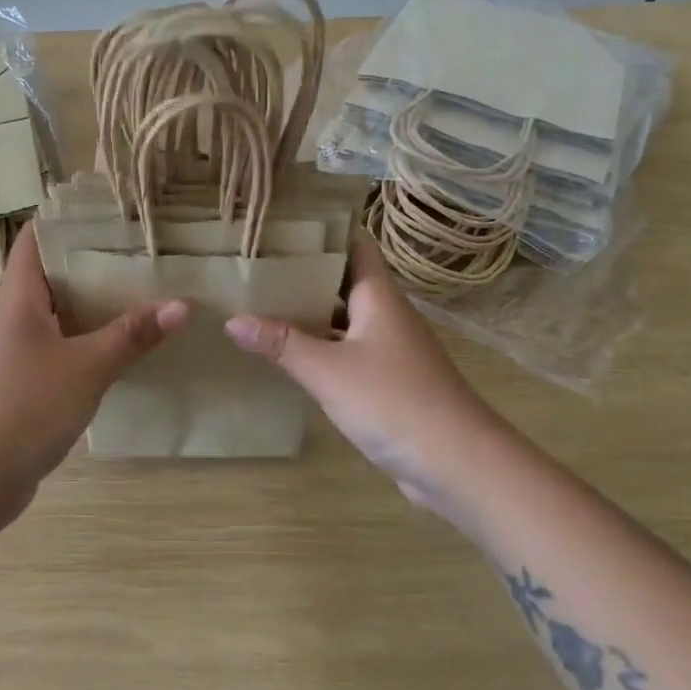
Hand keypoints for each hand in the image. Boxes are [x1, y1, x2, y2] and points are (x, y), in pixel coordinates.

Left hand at [0, 224, 187, 527]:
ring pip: (59, 314)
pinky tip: (121, 346)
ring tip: (142, 291)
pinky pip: (60, 347)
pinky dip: (88, 340)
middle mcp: (14, 317)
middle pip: (53, 275)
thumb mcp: (87, 367)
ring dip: (94, 305)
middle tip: (143, 252)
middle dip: (94, 263)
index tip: (112, 213)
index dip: (69, 221)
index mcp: (19, 298)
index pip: (37, 239)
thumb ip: (133, 335)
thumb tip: (182, 305)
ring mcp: (16, 351)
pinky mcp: (23, 382)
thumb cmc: (27, 406)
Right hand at [224, 234, 502, 523]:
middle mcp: (386, 314)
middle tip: (254, 265)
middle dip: (303, 272)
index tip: (279, 226)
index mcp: (379, 295)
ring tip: (260, 303)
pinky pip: (348, 351)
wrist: (458, 463)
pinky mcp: (389, 381)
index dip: (320, 231)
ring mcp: (390, 349)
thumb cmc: (393, 401)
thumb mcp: (328, 370)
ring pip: (344, 318)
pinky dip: (321, 347)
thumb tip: (232, 320)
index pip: (353, 243)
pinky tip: (289, 355)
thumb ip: (281, 343)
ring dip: (310, 312)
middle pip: (344, 280)